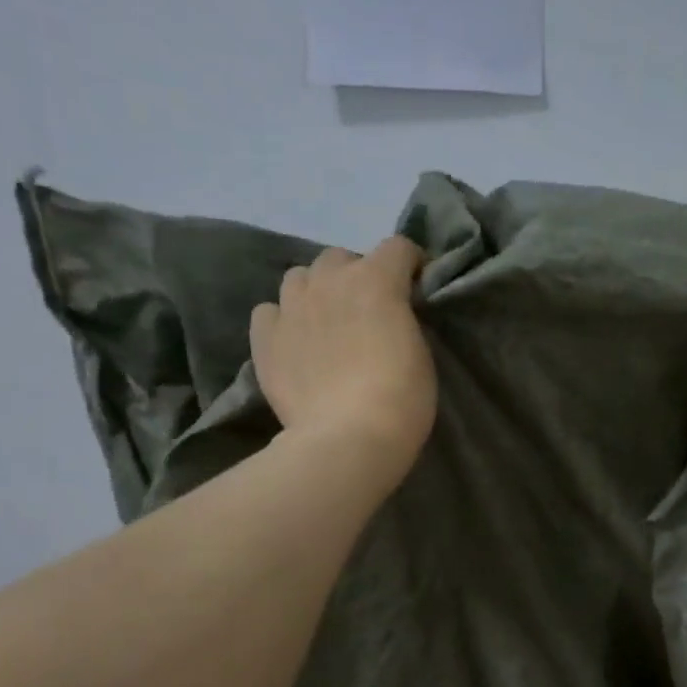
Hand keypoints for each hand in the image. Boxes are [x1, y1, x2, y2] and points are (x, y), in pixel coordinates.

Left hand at [250, 237, 436, 485]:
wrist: (348, 439)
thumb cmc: (401, 399)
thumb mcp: (420, 352)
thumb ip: (401, 320)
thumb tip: (388, 313)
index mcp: (376, 280)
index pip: (398, 247)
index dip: (409, 265)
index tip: (415, 288)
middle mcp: (329, 281)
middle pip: (341, 257)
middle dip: (356, 276)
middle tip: (366, 311)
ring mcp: (291, 307)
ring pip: (299, 278)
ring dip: (316, 292)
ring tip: (325, 323)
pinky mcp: (265, 338)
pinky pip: (269, 312)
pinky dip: (282, 320)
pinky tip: (294, 343)